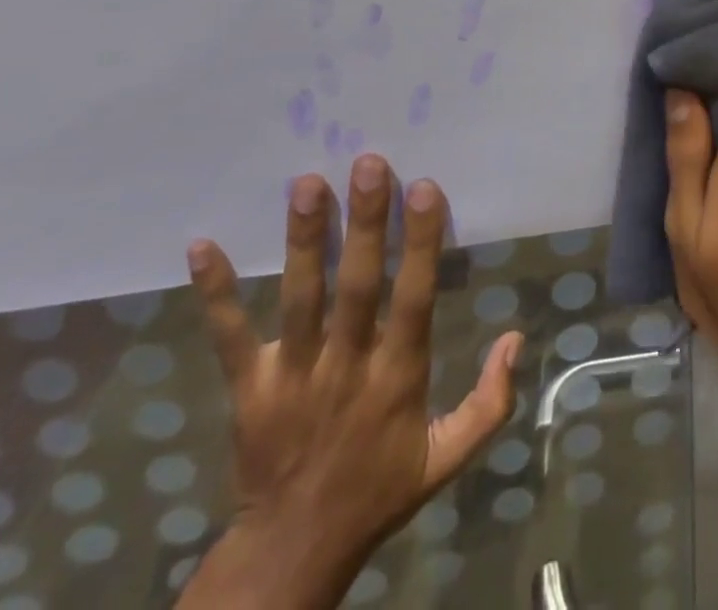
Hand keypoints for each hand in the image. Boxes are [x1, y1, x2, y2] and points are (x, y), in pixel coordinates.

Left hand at [179, 157, 521, 609]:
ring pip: (299, 299)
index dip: (419, 243)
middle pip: (356, 286)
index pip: (413, 298)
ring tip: (307, 183)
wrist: (292, 554)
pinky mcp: (247, 389)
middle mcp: (345, 367)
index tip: (423, 188)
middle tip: (368, 163)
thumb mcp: (448, 456)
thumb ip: (490, 401)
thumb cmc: (379, 491)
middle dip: (364, 223)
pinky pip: (229, 337)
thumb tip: (515, 337)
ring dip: (303, 240)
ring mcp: (291, 376)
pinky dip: (216, 293)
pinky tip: (202, 247)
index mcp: (397, 378)